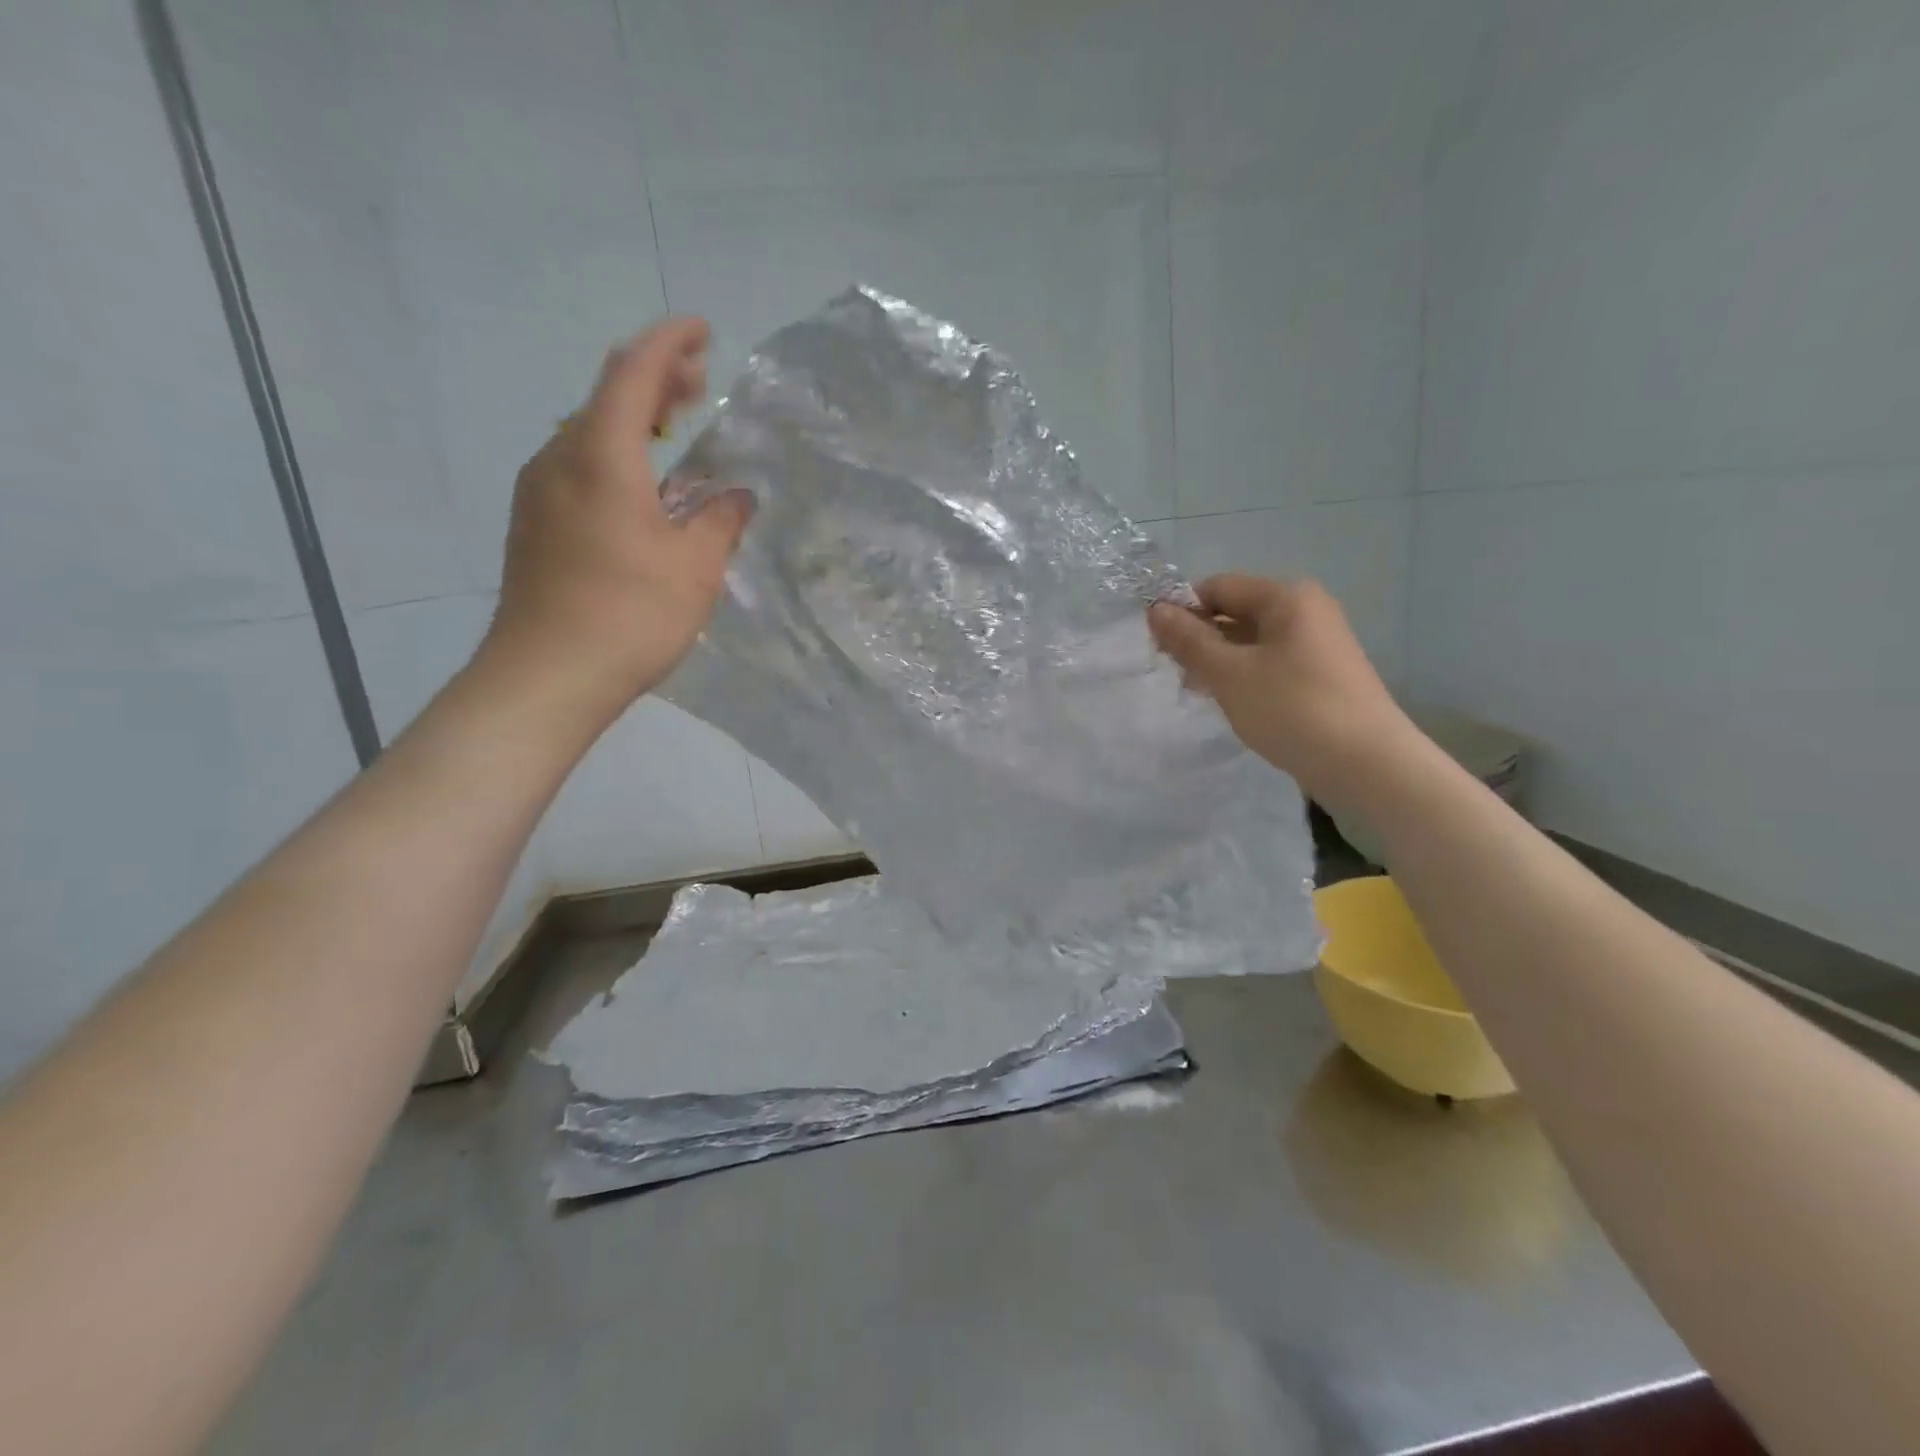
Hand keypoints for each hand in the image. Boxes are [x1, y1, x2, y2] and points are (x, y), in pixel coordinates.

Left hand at [479, 318, 750, 729]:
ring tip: (674, 429)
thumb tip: (736, 496)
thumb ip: (720, 520)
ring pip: (588, 430)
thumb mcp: (695, 567)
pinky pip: (576, 464)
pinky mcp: (533, 523)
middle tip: (699, 382)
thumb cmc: (630, 615)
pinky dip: (614, 453)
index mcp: (602, 456)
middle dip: (654, 378)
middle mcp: (560, 458)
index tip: (703, 331)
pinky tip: (639, 485)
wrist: (547, 675)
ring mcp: (538, 490)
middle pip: (606, 395)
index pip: (633, 371)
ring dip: (633, 418)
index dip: (669, 342)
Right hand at [1148, 575, 1418, 811]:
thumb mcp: (1229, 673)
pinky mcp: (1322, 675)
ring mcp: (1318, 643)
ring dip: (1220, 661)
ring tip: (1199, 692)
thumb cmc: (1292, 709)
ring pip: (1251, 641)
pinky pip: (1270, 663)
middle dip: (1200, 638)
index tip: (1157, 646)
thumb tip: (1155, 610)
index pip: (1218, 587)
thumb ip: (1189, 640)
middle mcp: (1306, 610)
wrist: (1367, 765)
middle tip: (1175, 673)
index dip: (1182, 611)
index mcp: (1286, 597)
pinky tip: (1232, 703)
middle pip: (1236, 612)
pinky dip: (1245, 676)